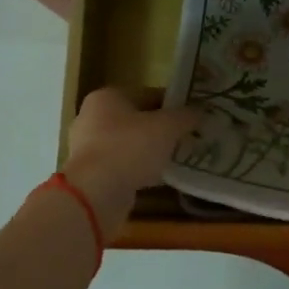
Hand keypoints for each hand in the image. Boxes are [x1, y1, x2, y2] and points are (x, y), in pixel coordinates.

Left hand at [61, 87, 199, 239]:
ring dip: (150, 151)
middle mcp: (92, 118)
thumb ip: (186, 116)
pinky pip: (121, 166)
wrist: (95, 194)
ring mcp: (87, 148)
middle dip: (161, 129)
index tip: (192, 116)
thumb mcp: (167, 127)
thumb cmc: (130, 148)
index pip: (148, 94)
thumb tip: (201, 111)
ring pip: (129, 144)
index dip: (173, 104)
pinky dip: (139, 169)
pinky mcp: (89, 174)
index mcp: (107, 97)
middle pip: (137, 119)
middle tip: (186, 138)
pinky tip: (158, 178)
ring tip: (176, 159)